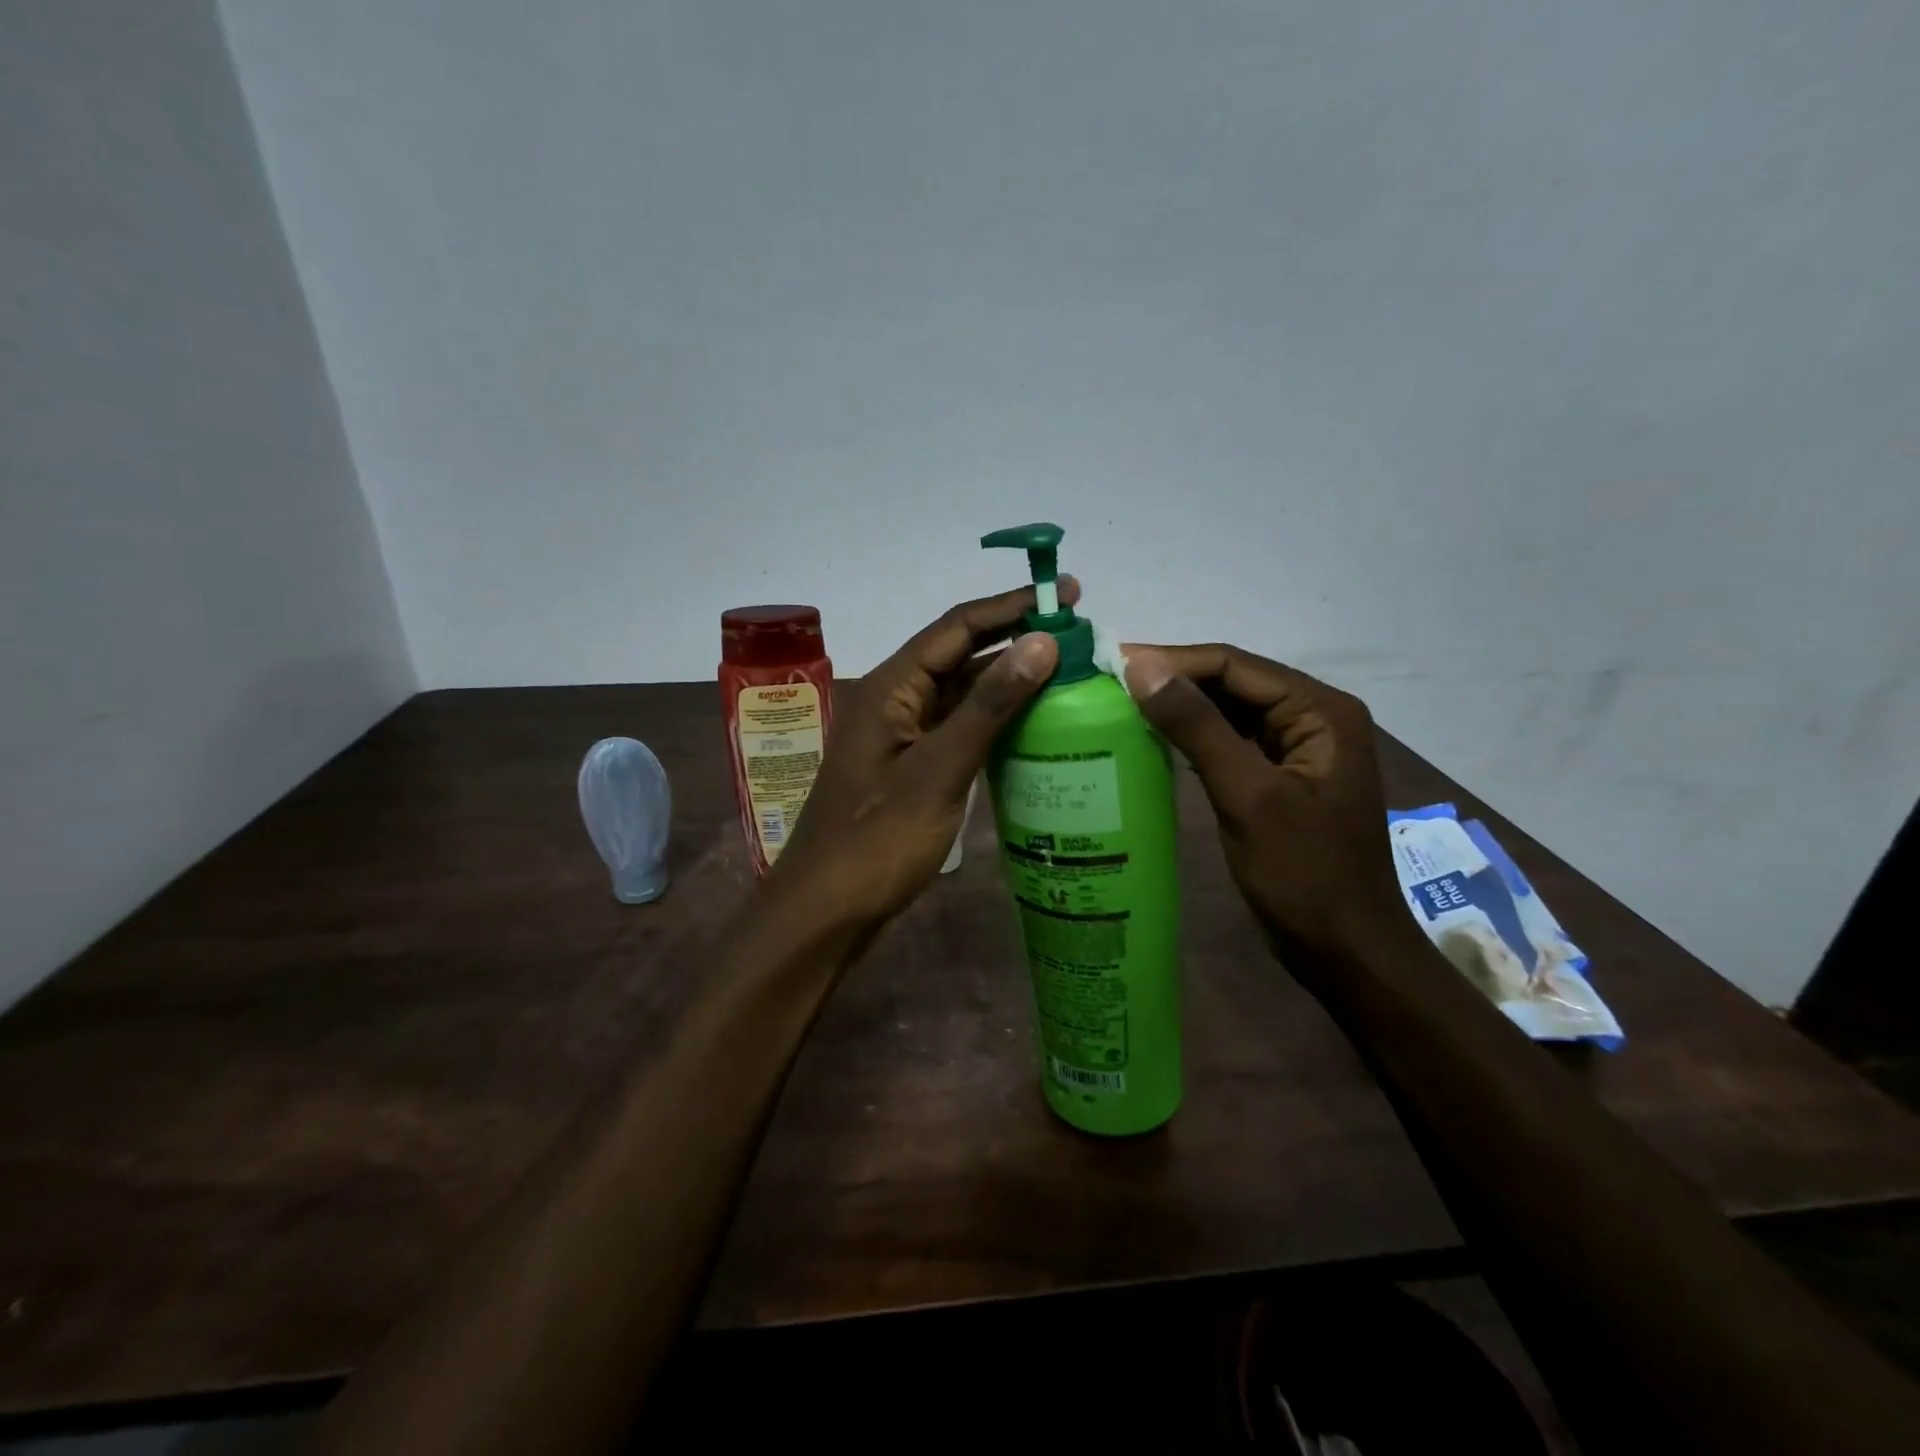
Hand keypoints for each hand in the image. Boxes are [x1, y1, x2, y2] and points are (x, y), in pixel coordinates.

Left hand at [769, 581, 1076, 925]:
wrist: (828, 910)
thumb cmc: (878, 840)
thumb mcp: (939, 769)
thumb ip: (989, 706)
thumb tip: (1042, 642)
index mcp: (891, 687)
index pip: (957, 627)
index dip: (1012, 606)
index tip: (1067, 593)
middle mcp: (895, 700)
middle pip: (960, 654)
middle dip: (1016, 639)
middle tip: (1078, 635)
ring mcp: (902, 735)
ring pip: (961, 693)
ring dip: (1008, 681)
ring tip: (1067, 673)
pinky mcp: (912, 766)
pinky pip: (958, 727)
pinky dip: (994, 720)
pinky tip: (1034, 724)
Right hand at [1123, 643, 1406, 962]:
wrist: (1345, 951)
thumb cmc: (1304, 874)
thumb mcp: (1247, 796)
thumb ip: (1197, 727)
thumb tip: (1142, 668)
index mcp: (1319, 711)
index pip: (1235, 665)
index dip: (1172, 660)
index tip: (1113, 663)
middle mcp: (1312, 718)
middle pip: (1232, 683)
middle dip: (1173, 680)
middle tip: (1108, 682)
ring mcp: (1295, 749)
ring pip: (1227, 711)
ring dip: (1179, 707)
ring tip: (1120, 704)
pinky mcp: (1277, 778)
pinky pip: (1228, 742)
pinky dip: (1191, 737)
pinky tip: (1152, 739)